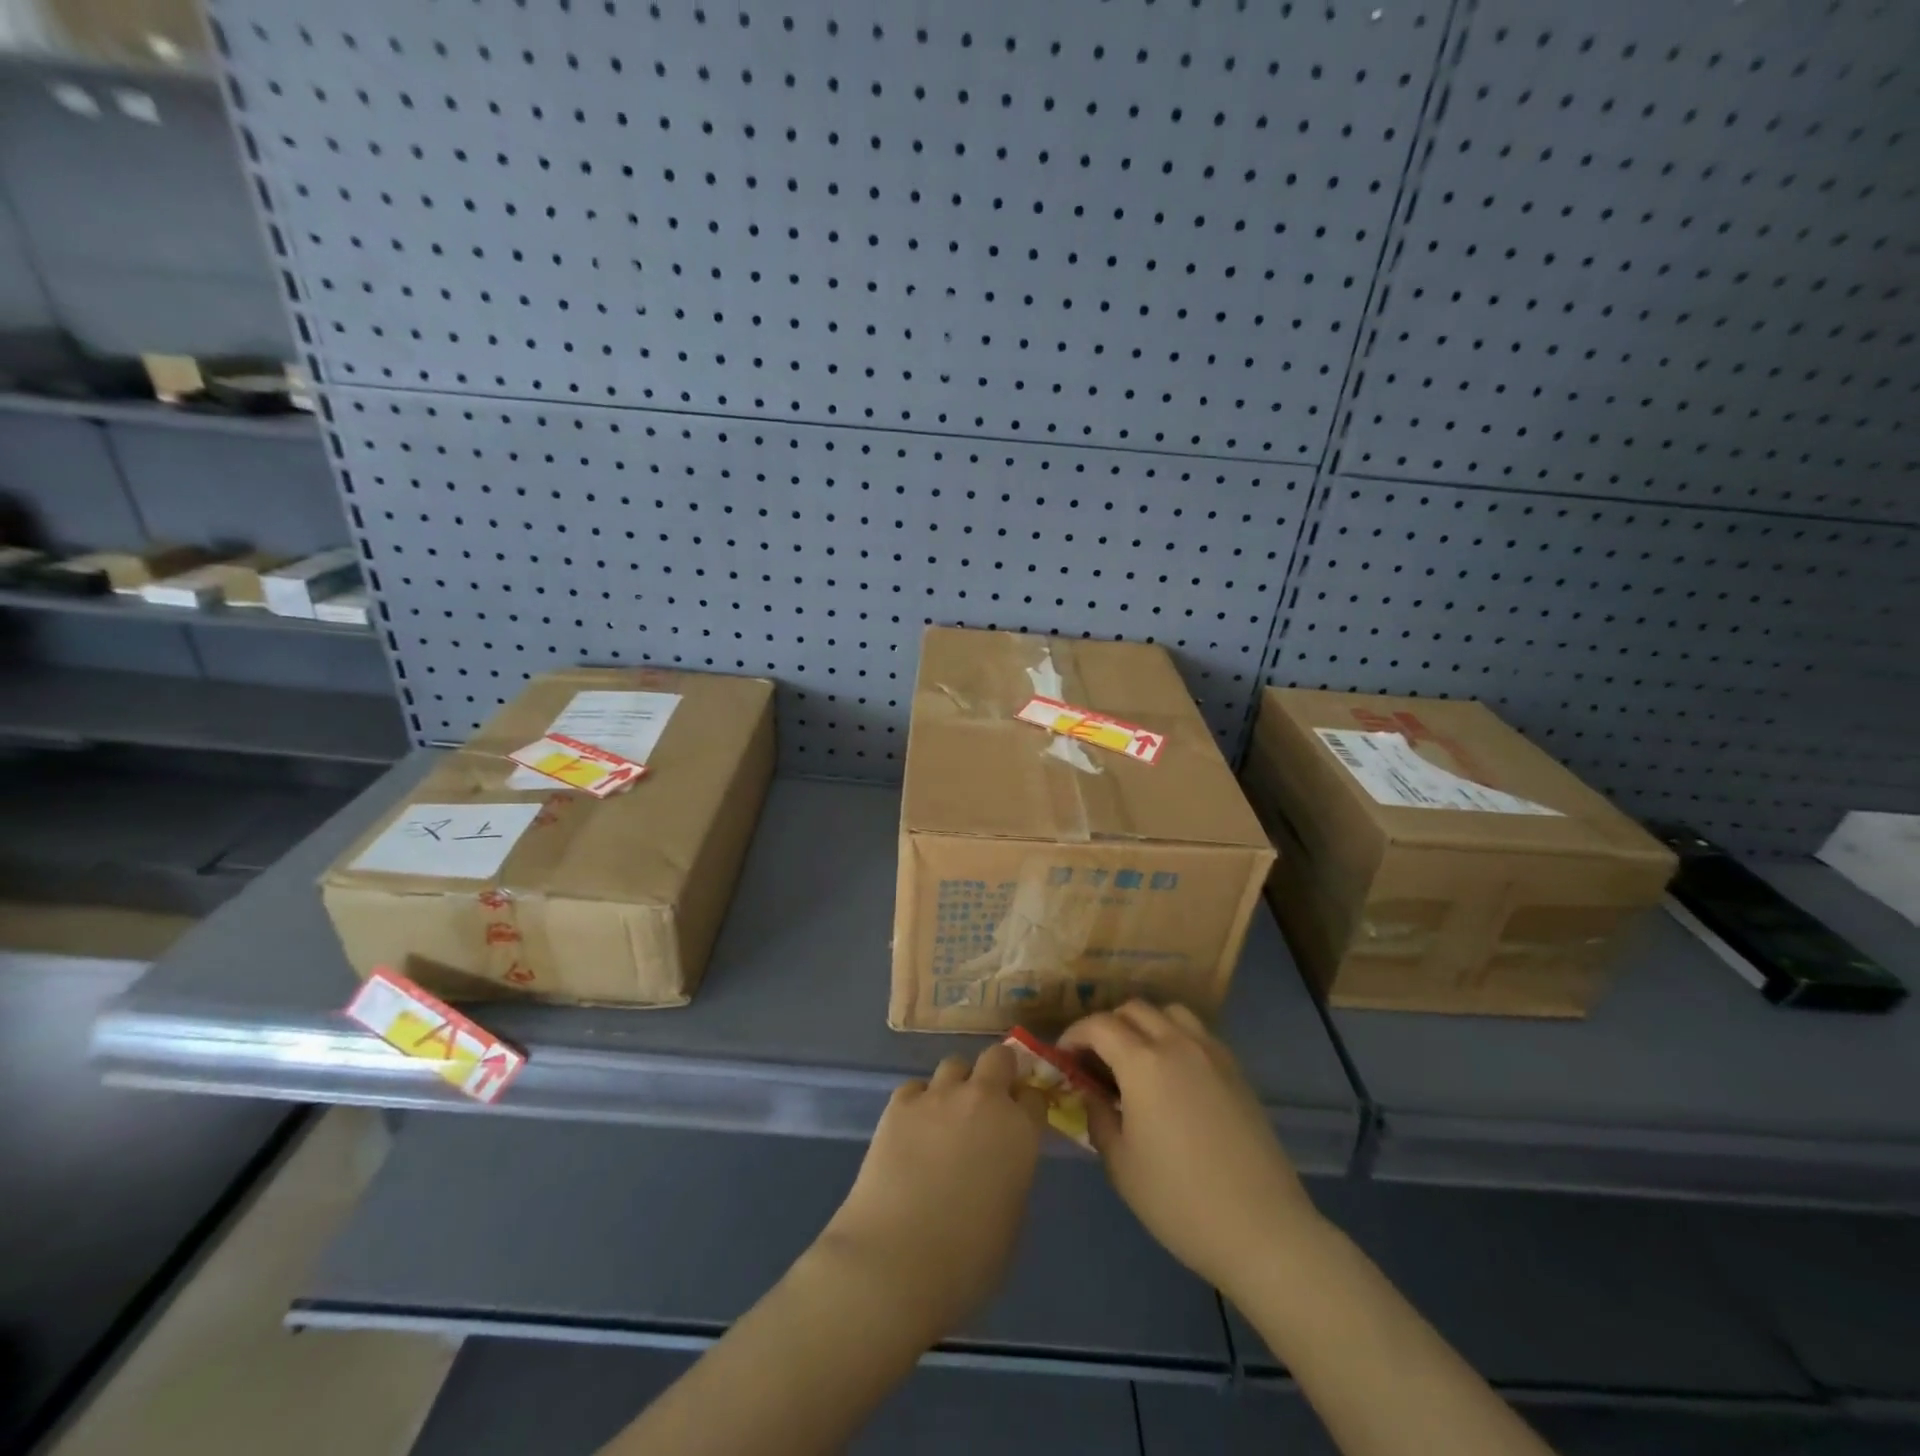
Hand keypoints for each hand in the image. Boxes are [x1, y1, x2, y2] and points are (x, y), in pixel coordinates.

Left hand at [814, 1044, 1046, 1343]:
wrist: (896, 1262)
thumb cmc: (967, 1261)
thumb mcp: (1011, 1219)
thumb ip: (1012, 1174)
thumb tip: (1000, 1162)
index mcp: (1020, 1130)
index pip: (1034, 1095)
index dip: (1027, 1106)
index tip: (1021, 1121)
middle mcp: (983, 1100)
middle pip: (998, 1057)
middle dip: (998, 1073)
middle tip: (990, 1102)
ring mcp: (938, 1096)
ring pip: (955, 1065)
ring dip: (957, 1084)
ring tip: (947, 1116)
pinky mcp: (899, 1103)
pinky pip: (916, 1087)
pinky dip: (919, 1102)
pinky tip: (913, 1130)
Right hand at [1059, 1001, 1322, 1299]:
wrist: (1263, 1230)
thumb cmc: (1180, 1201)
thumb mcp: (1121, 1164)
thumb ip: (1097, 1116)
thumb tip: (1089, 1093)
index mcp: (1143, 1062)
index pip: (1098, 1025)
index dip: (1074, 1035)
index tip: (1063, 1058)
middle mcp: (1177, 1043)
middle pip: (1133, 1009)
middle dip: (1106, 1026)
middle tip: (1095, 1061)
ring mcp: (1212, 1053)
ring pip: (1169, 1013)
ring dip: (1144, 1025)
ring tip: (1135, 1061)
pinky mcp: (1236, 1070)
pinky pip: (1197, 1033)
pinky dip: (1174, 1038)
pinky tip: (1172, 1077)